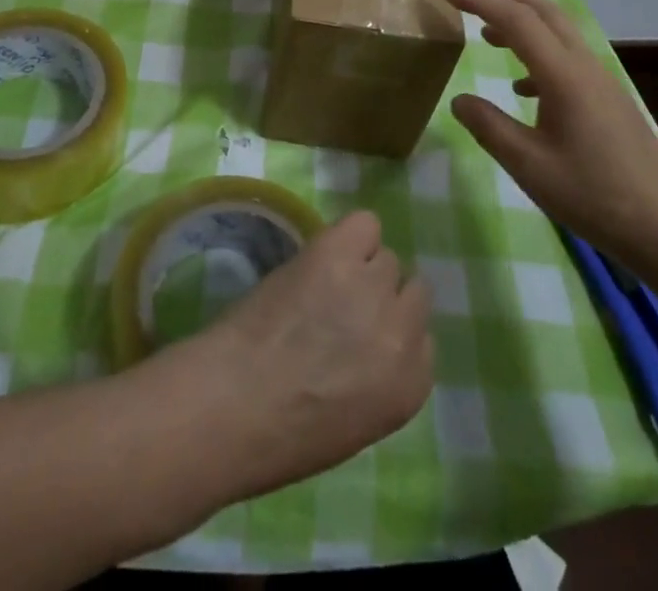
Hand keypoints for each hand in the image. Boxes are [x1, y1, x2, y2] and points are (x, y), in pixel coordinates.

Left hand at [168, 210, 431, 497]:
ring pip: (386, 257)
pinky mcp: (339, 250)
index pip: (424, 339)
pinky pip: (366, 224)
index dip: (391, 330)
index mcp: (410, 386)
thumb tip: (372, 340)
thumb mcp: (356, 422)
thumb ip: (381, 376)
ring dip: (361, 267)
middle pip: (411, 290)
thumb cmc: (283, 434)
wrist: (233, 403)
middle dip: (382, 296)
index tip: (364, 334)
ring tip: (325, 281)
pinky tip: (324, 254)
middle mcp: (402, 330)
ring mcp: (372, 286)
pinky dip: (350, 236)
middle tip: (343, 304)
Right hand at [446, 0, 657, 281]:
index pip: (516, 19)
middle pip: (543, 9)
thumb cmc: (593, 196)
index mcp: (563, 74)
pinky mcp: (609, 98)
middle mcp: (584, 65)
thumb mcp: (528, 166)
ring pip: (558, 30)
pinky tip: (522, 87)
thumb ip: (489, 127)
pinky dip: (538, 52)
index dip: (479, 1)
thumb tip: (459, 100)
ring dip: (522, 20)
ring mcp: (601, 80)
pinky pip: (568, 56)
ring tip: (487, 32)